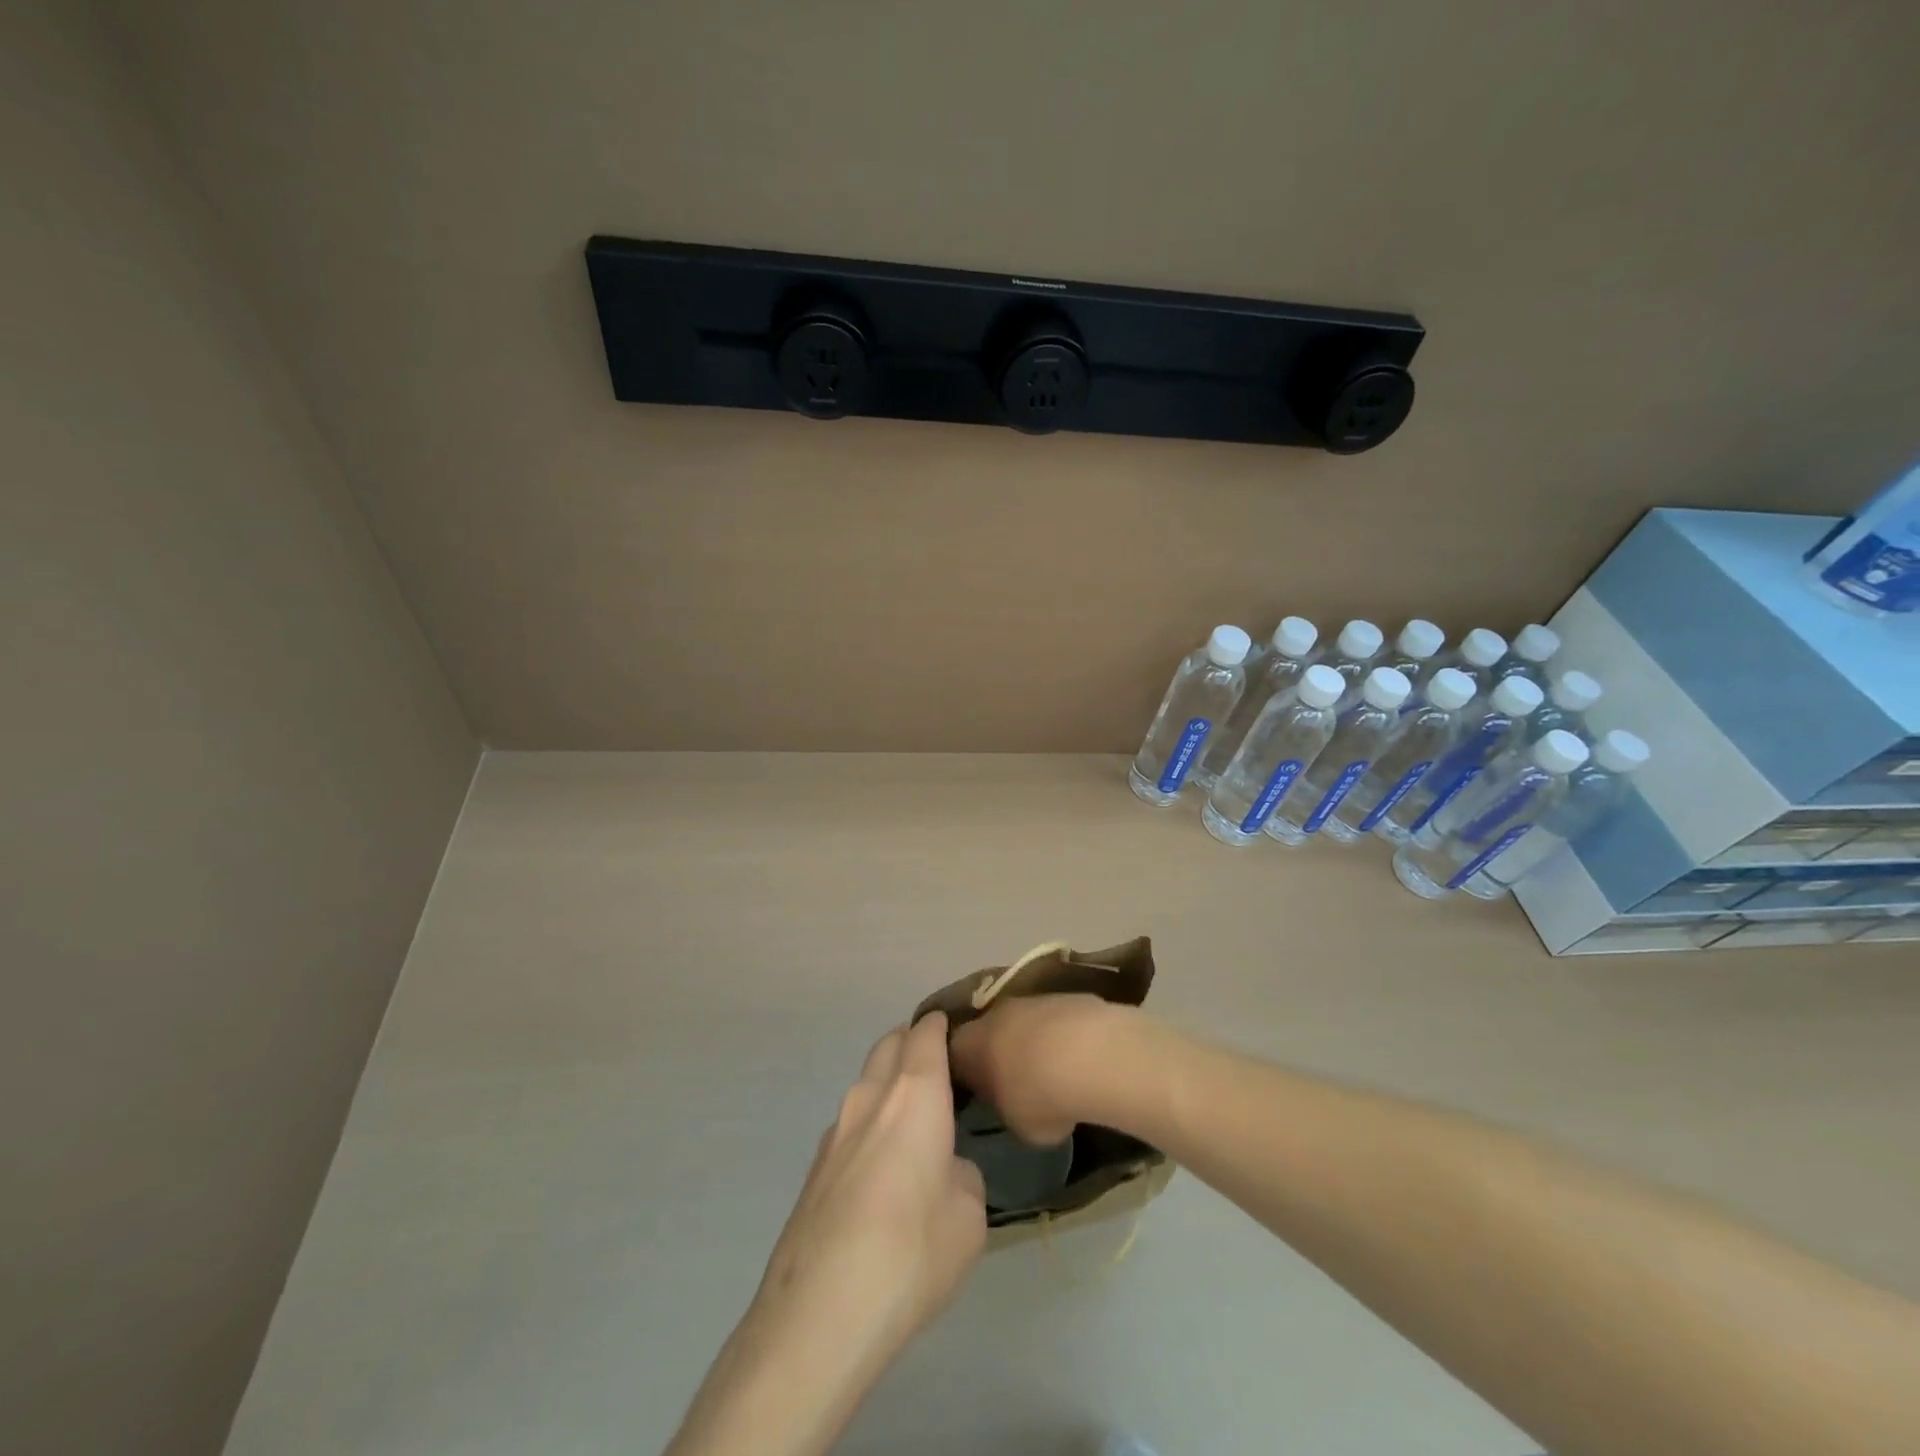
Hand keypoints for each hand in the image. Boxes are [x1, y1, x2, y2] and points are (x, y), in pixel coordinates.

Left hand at [752, 1011, 986, 1359]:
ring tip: (912, 1118)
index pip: (925, 1034)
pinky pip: (850, 1122)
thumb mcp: (969, 1217)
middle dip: (912, 1043)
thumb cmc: (911, 1253)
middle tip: (938, 1067)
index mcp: (914, 1095)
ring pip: (865, 1082)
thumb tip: (944, 1169)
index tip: (958, 1029)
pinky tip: (881, 1167)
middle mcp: (870, 1097)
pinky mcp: (814, 1167)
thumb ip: (962, 1175)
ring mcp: (835, 1130)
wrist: (818, 1314)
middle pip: (889, 1044)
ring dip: (887, 1083)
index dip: (942, 1025)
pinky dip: (869, 1122)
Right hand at [949, 993, 1125, 1145]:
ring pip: (1022, 1022)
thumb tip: (1013, 1104)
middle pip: (988, 1032)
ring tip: (1050, 1070)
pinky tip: (1077, 1059)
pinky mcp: (1064, 996)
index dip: (963, 1074)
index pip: (952, 1056)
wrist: (1088, 1053)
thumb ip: (1006, 1109)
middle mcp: (992, 1014)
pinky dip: (1060, 1036)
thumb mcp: (1015, 1124)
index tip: (974, 1091)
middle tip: (1011, 1080)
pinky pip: (1053, 1020)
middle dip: (998, 1052)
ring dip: (1031, 1042)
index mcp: (968, 1045)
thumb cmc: (1037, 1096)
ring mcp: (1030, 1000)